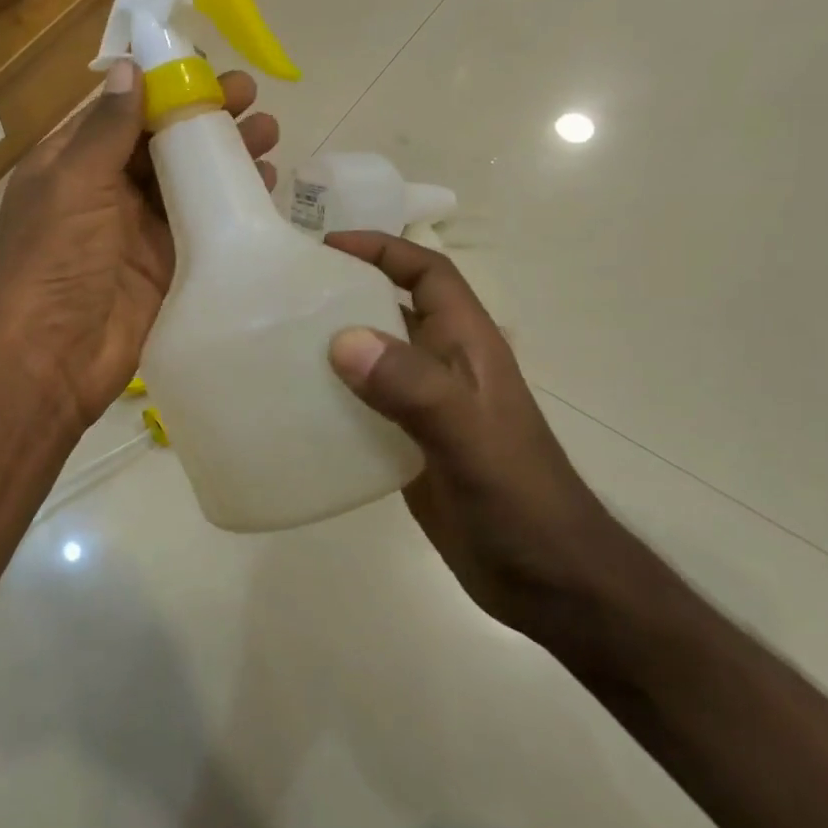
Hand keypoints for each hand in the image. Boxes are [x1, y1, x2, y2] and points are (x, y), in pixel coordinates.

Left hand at [0, 61, 278, 433]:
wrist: (52, 357)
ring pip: (186, 178)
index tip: (206, 65)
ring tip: (270, 131)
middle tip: (251, 95)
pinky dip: (230, 200)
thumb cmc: (54, 260)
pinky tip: (264, 181)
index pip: (120, 110)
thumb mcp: (73, 183)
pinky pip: (202, 221)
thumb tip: (129, 67)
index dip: (161, 84)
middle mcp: (102, 189)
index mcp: (69, 163)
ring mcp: (135, 228)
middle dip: (203, 115)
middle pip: (159, 141)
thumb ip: (106, 129)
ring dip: (224, 153)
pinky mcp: (165, 262)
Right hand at [324, 232, 625, 638]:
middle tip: (286, 291)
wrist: (549, 581)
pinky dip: (332, 394)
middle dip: (347, 290)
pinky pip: (363, 403)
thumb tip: (342, 339)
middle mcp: (445, 367)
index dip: (383, 249)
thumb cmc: (519, 499)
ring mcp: (427, 408)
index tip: (327, 246)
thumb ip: (413, 387)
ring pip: (375, 355)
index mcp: (468, 346)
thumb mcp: (468, 437)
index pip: (428, 274)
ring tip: (278, 340)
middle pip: (393, 307)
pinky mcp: (409, 444)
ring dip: (334, 342)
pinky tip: (296, 404)